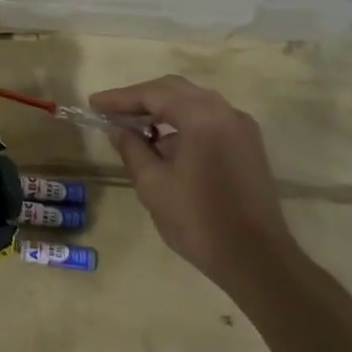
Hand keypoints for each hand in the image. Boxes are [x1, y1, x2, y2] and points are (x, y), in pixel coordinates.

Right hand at [89, 74, 293, 290]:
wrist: (258, 261)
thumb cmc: (199, 220)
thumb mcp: (152, 184)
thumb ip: (131, 148)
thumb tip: (117, 129)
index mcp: (202, 117)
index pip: (152, 94)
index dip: (119, 98)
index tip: (93, 104)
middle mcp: (226, 113)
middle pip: (174, 90)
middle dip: (140, 98)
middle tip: (111, 110)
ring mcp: (241, 129)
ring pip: (193, 103)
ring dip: (161, 110)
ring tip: (133, 127)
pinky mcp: (248, 147)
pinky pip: (208, 120)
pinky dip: (182, 123)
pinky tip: (163, 143)